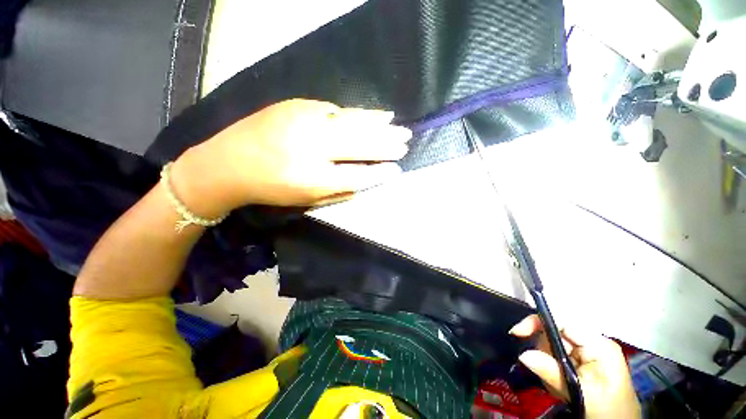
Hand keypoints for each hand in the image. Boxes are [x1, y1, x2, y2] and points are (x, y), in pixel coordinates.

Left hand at [170, 99, 410, 216]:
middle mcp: (313, 147)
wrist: (227, 163)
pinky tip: (375, 114)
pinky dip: (359, 114)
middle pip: (359, 145)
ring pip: (352, 123)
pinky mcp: (299, 106)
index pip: (358, 175)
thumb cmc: (270, 188)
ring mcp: (305, 122)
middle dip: (386, 145)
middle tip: (406, 142)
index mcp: (314, 178)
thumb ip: (340, 189)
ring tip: (398, 126)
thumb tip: (367, 179)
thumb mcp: (307, 198)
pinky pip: (338, 110)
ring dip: (378, 125)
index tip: (397, 170)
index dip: (379, 172)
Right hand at [510, 315, 641, 418]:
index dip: (537, 322)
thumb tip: (523, 354)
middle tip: (546, 375)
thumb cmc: (608, 410)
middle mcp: (592, 341)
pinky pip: (557, 357)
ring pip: (553, 345)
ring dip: (548, 364)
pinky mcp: (582, 359)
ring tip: (558, 387)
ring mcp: (587, 350)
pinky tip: (561, 387)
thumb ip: (552, 373)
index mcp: (598, 344)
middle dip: (544, 352)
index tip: (517, 333)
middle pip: (554, 333)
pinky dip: (552, 370)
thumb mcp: (580, 394)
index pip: (562, 321)